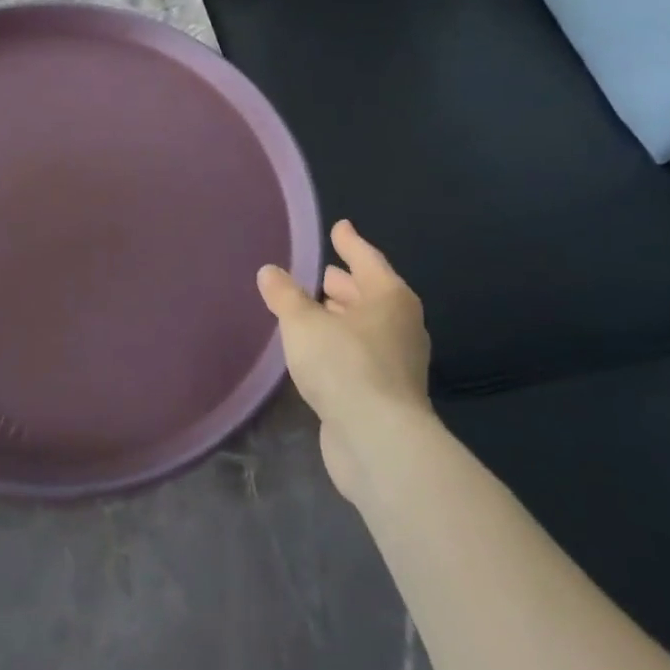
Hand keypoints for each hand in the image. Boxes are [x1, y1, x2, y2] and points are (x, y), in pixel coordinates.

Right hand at [257, 219, 430, 502]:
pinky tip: (318, 349)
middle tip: (322, 272)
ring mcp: (397, 362)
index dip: (349, 242)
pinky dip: (341, 344)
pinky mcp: (386, 393)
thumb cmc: (344, 366)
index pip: (367, 259)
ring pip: (365, 327)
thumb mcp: (303, 323)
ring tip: (314, 308)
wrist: (378, 442)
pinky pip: (360, 354)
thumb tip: (270, 272)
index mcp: (389, 298)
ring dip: (342, 316)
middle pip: (370, 293)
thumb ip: (285, 295)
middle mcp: (400, 325)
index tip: (338, 227)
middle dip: (346, 283)